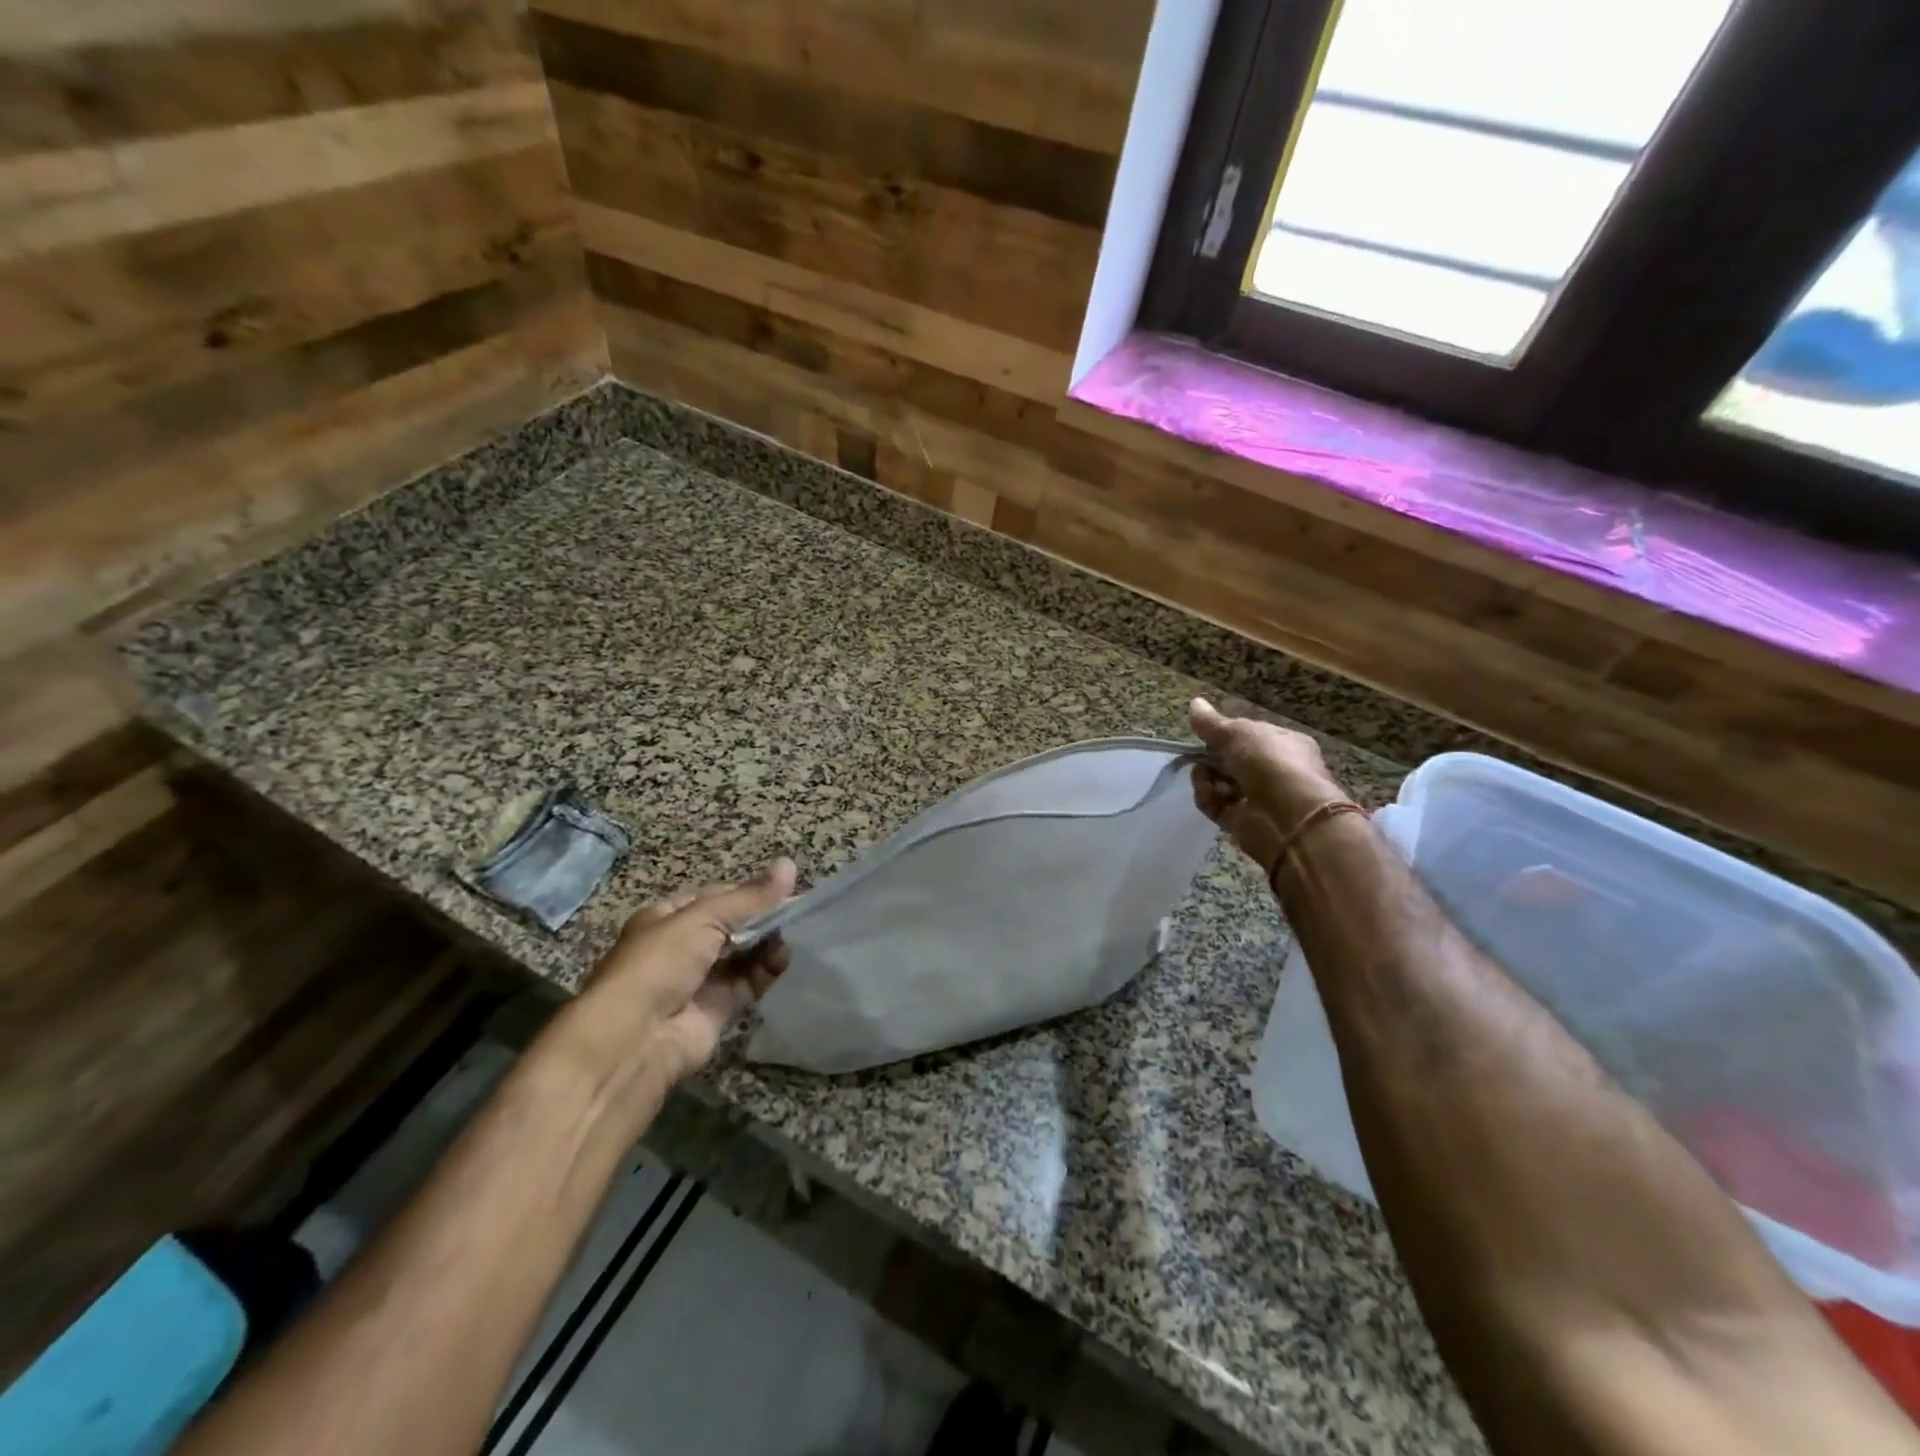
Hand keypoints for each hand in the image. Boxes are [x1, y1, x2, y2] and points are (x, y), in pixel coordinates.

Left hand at [549, 860, 797, 1096]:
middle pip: (733, 927)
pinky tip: (783, 960)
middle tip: (797, 913)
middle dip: (763, 920)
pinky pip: (747, 984)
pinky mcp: (716, 1010)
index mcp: (668, 917)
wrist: (635, 1038)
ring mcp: (699, 980)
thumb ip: (750, 897)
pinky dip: (767, 972)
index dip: (750, 893)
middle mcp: (683, 947)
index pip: (717, 898)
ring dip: (767, 945)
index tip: (786, 889)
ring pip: (743, 956)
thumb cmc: (661, 962)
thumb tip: (790, 864)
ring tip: (792, 936)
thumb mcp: (704, 918)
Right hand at [1189, 698, 1351, 875]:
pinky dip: (1207, 797)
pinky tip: (1206, 791)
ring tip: (1203, 775)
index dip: (1225, 733)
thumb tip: (1194, 703)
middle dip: (1212, 757)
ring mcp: (1258, 798)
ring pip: (1220, 783)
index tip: (1205, 733)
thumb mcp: (1239, 733)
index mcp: (1284, 744)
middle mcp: (1273, 771)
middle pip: (1231, 760)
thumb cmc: (1269, 763)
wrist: (1289, 817)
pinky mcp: (1241, 821)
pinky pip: (1216, 805)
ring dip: (1206, 777)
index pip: (1250, 735)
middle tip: (1200, 755)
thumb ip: (1212, 723)